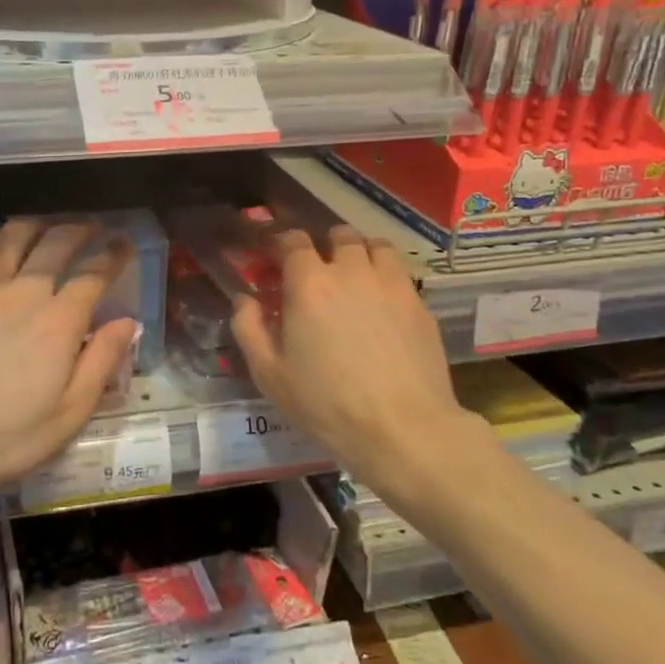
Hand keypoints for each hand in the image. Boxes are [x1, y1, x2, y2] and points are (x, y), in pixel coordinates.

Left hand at [0, 220, 136, 502]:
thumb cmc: (6, 435)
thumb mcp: (69, 412)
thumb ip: (102, 362)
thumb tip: (127, 322)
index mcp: (59, 320)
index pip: (94, 274)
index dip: (113, 255)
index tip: (123, 243)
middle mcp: (24, 292)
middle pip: (57, 243)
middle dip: (79, 230)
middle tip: (91, 227)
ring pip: (13, 237)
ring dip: (36, 226)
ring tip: (46, 228)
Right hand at [230, 225, 496, 482]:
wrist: (402, 428)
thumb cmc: (326, 403)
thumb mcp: (269, 374)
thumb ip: (248, 328)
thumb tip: (244, 299)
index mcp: (308, 284)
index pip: (293, 240)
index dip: (282, 243)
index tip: (276, 258)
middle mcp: (351, 271)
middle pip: (339, 235)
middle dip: (325, 244)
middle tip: (318, 270)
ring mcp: (391, 284)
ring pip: (376, 246)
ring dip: (360, 252)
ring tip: (355, 276)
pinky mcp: (420, 304)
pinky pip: (400, 272)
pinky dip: (386, 275)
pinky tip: (382, 303)